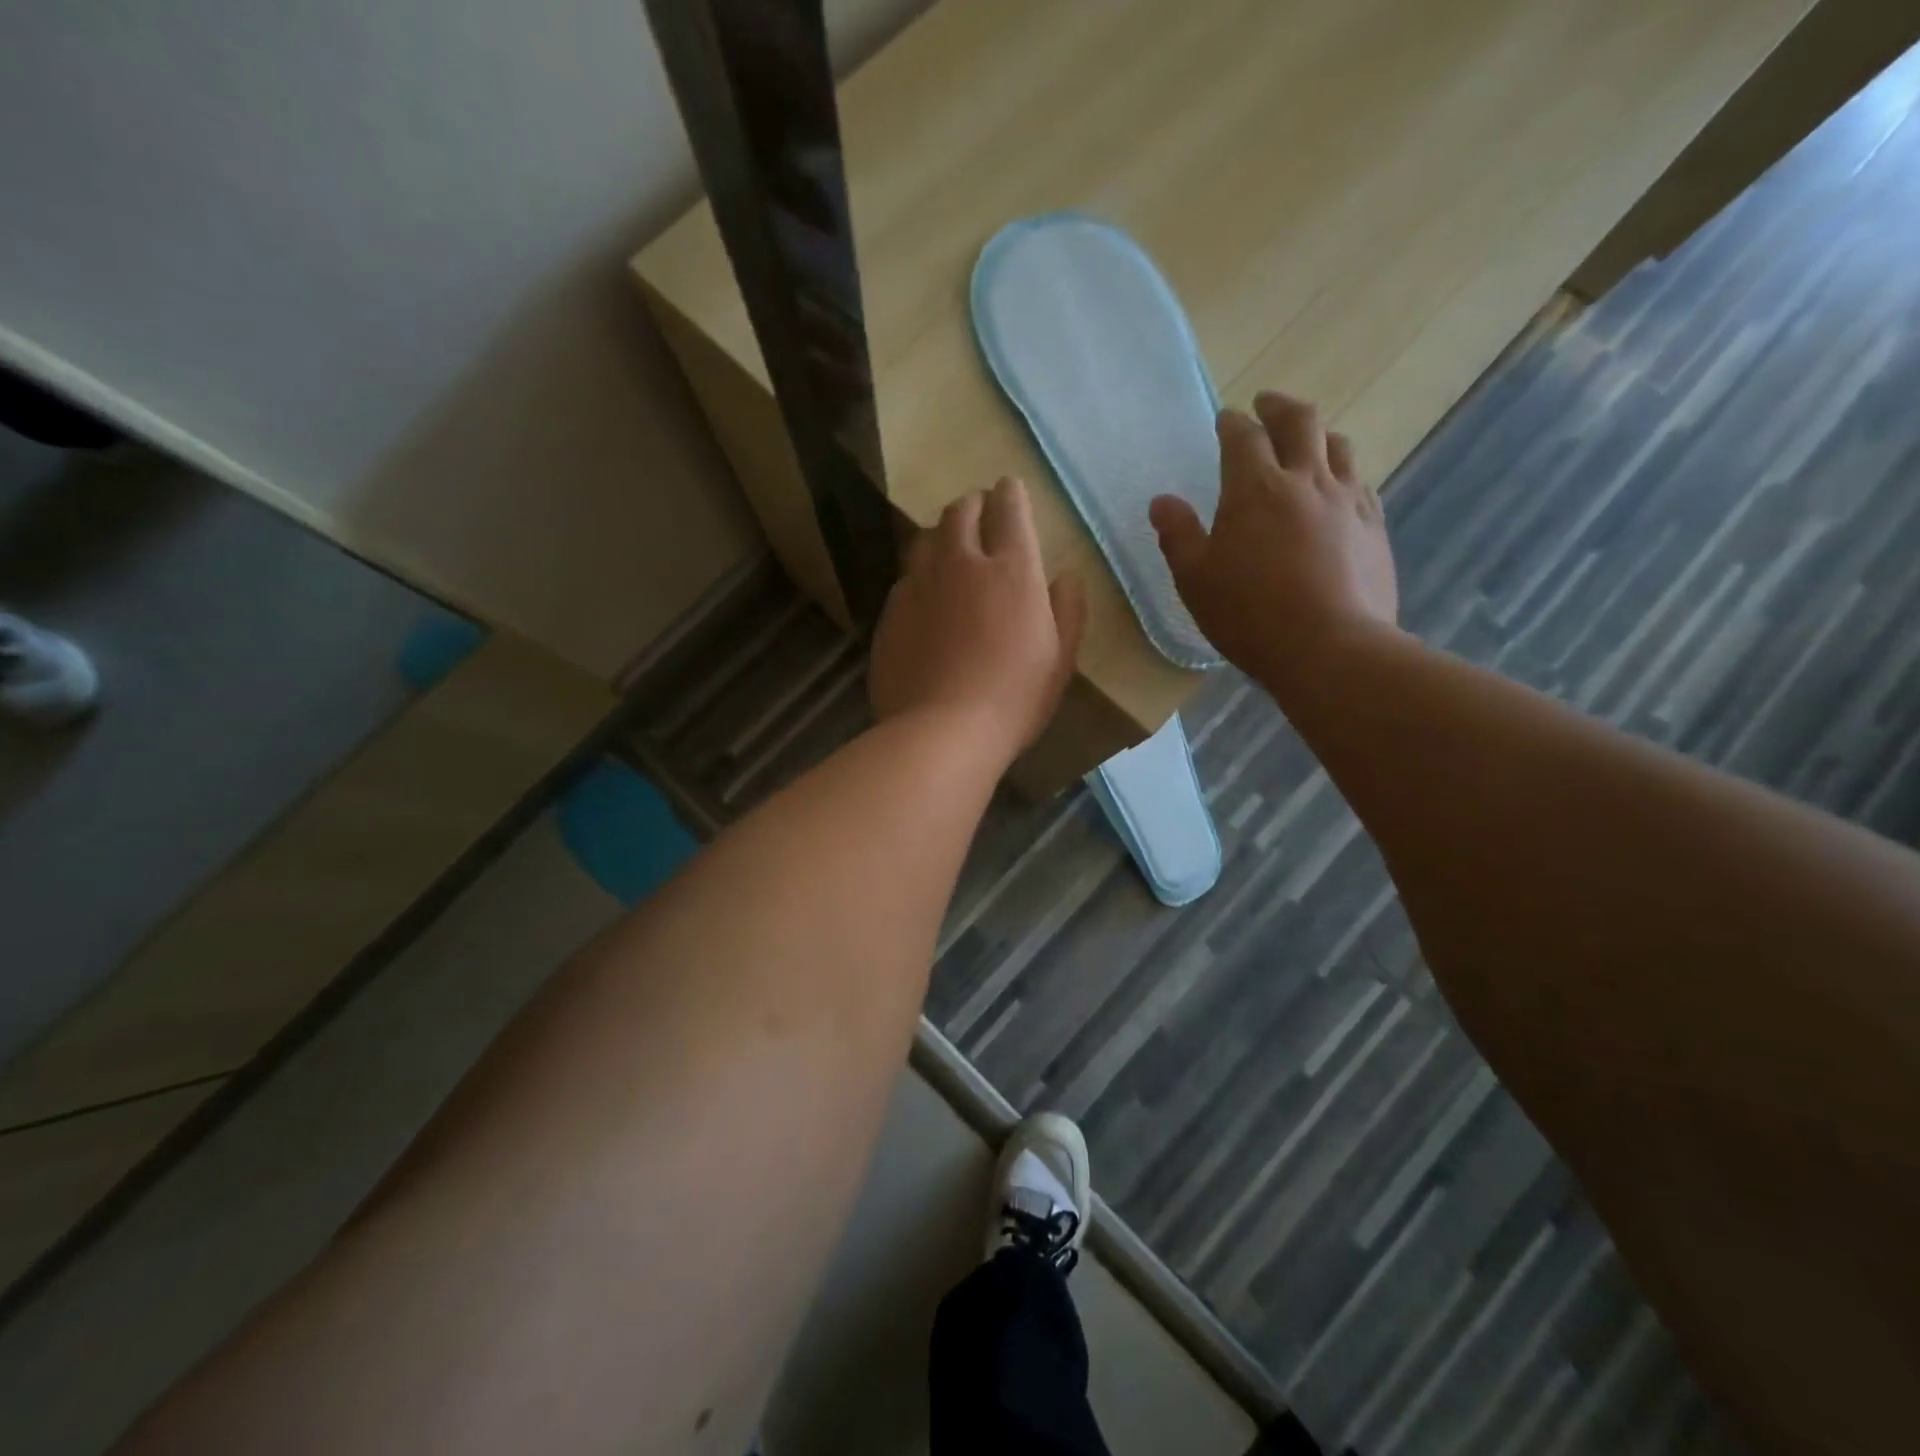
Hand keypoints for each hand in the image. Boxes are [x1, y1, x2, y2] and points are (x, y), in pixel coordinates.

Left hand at [870, 477, 1086, 764]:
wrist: (940, 733)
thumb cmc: (1014, 699)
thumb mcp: (1060, 660)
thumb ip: (1067, 610)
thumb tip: (1066, 576)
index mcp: (1011, 569)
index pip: (1009, 507)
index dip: (1011, 494)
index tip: (1010, 491)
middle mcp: (960, 563)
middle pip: (960, 511)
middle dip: (973, 505)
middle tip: (982, 518)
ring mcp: (918, 585)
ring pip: (926, 539)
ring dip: (942, 537)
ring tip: (951, 555)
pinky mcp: (890, 613)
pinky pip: (906, 579)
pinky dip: (920, 578)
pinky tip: (926, 603)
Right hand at [1150, 391, 1398, 689]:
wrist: (1331, 648)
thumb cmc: (1249, 614)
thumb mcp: (1195, 579)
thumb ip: (1177, 535)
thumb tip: (1161, 501)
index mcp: (1256, 488)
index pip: (1243, 437)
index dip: (1232, 423)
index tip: (1225, 418)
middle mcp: (1306, 480)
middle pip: (1300, 422)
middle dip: (1279, 406)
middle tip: (1266, 404)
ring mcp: (1347, 501)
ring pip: (1339, 446)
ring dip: (1318, 435)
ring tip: (1307, 441)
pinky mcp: (1374, 527)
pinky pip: (1361, 483)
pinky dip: (1343, 473)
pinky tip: (1338, 489)